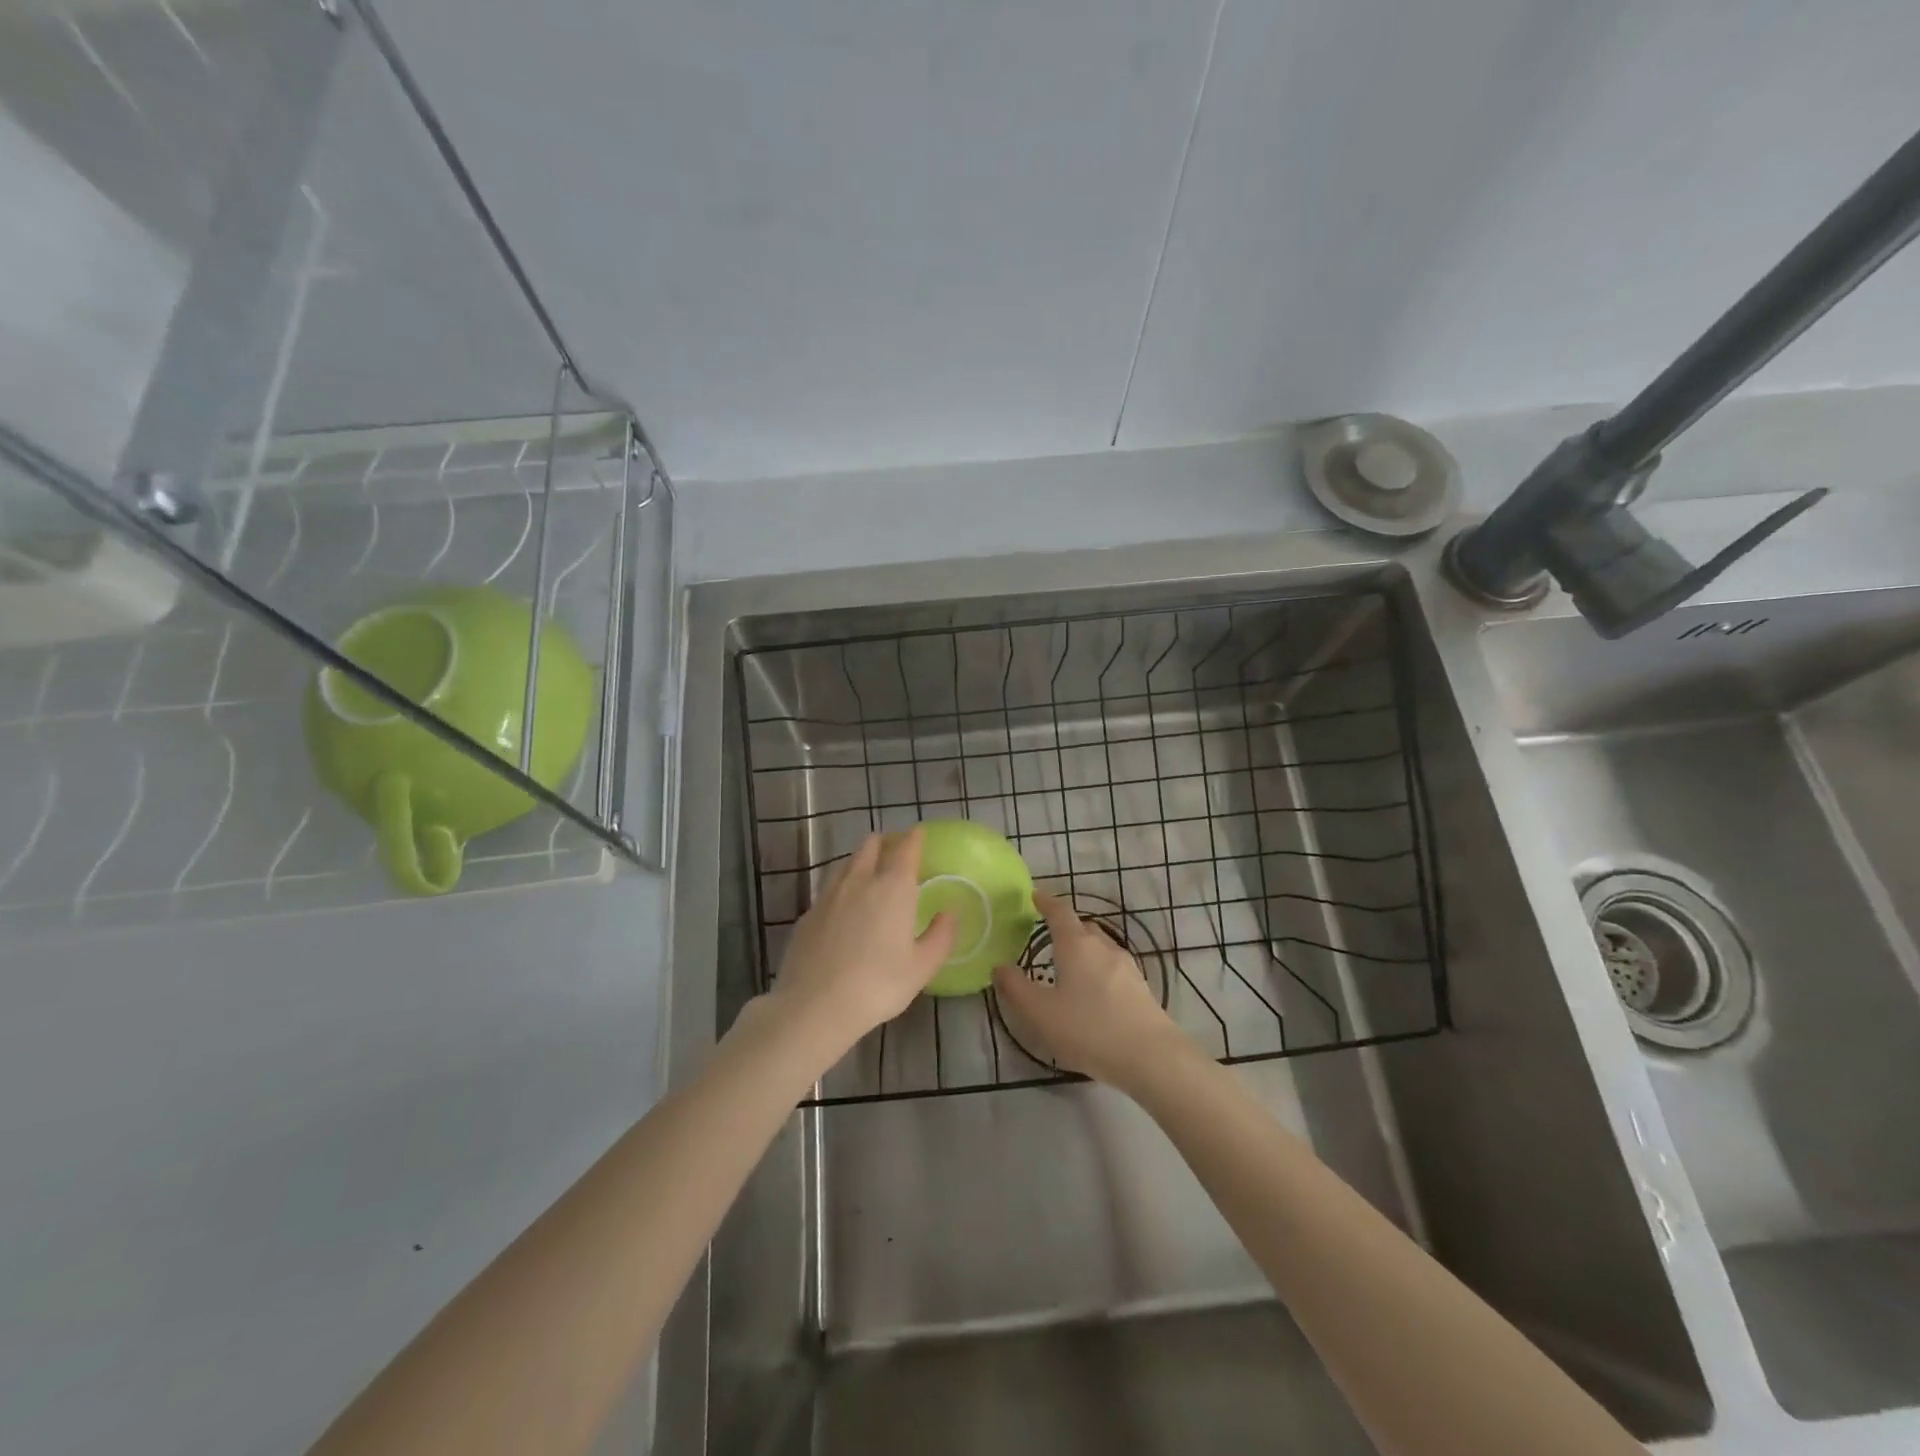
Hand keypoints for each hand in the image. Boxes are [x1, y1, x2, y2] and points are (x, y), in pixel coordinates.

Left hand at [766, 828, 956, 1059]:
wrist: (815, 1006)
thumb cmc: (878, 985)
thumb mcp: (922, 967)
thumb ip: (940, 935)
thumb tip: (950, 912)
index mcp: (893, 888)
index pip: (906, 848)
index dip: (914, 837)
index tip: (919, 833)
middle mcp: (860, 881)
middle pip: (871, 846)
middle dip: (885, 842)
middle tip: (896, 851)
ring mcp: (829, 895)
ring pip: (847, 862)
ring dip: (861, 860)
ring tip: (870, 872)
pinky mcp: (808, 913)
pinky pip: (829, 887)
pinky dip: (842, 885)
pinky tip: (844, 905)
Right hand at [992, 891, 1184, 1088]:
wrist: (1150, 1055)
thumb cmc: (1088, 1028)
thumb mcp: (1040, 1012)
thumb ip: (1015, 988)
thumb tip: (999, 966)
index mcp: (1076, 944)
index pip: (1060, 912)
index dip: (1046, 902)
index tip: (1035, 895)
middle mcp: (1102, 947)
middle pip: (1082, 927)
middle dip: (1065, 927)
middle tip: (1047, 937)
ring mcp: (1126, 966)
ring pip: (1100, 948)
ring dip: (1083, 951)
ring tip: (1068, 969)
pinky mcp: (1140, 987)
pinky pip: (1112, 968)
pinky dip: (1098, 971)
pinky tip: (1092, 994)